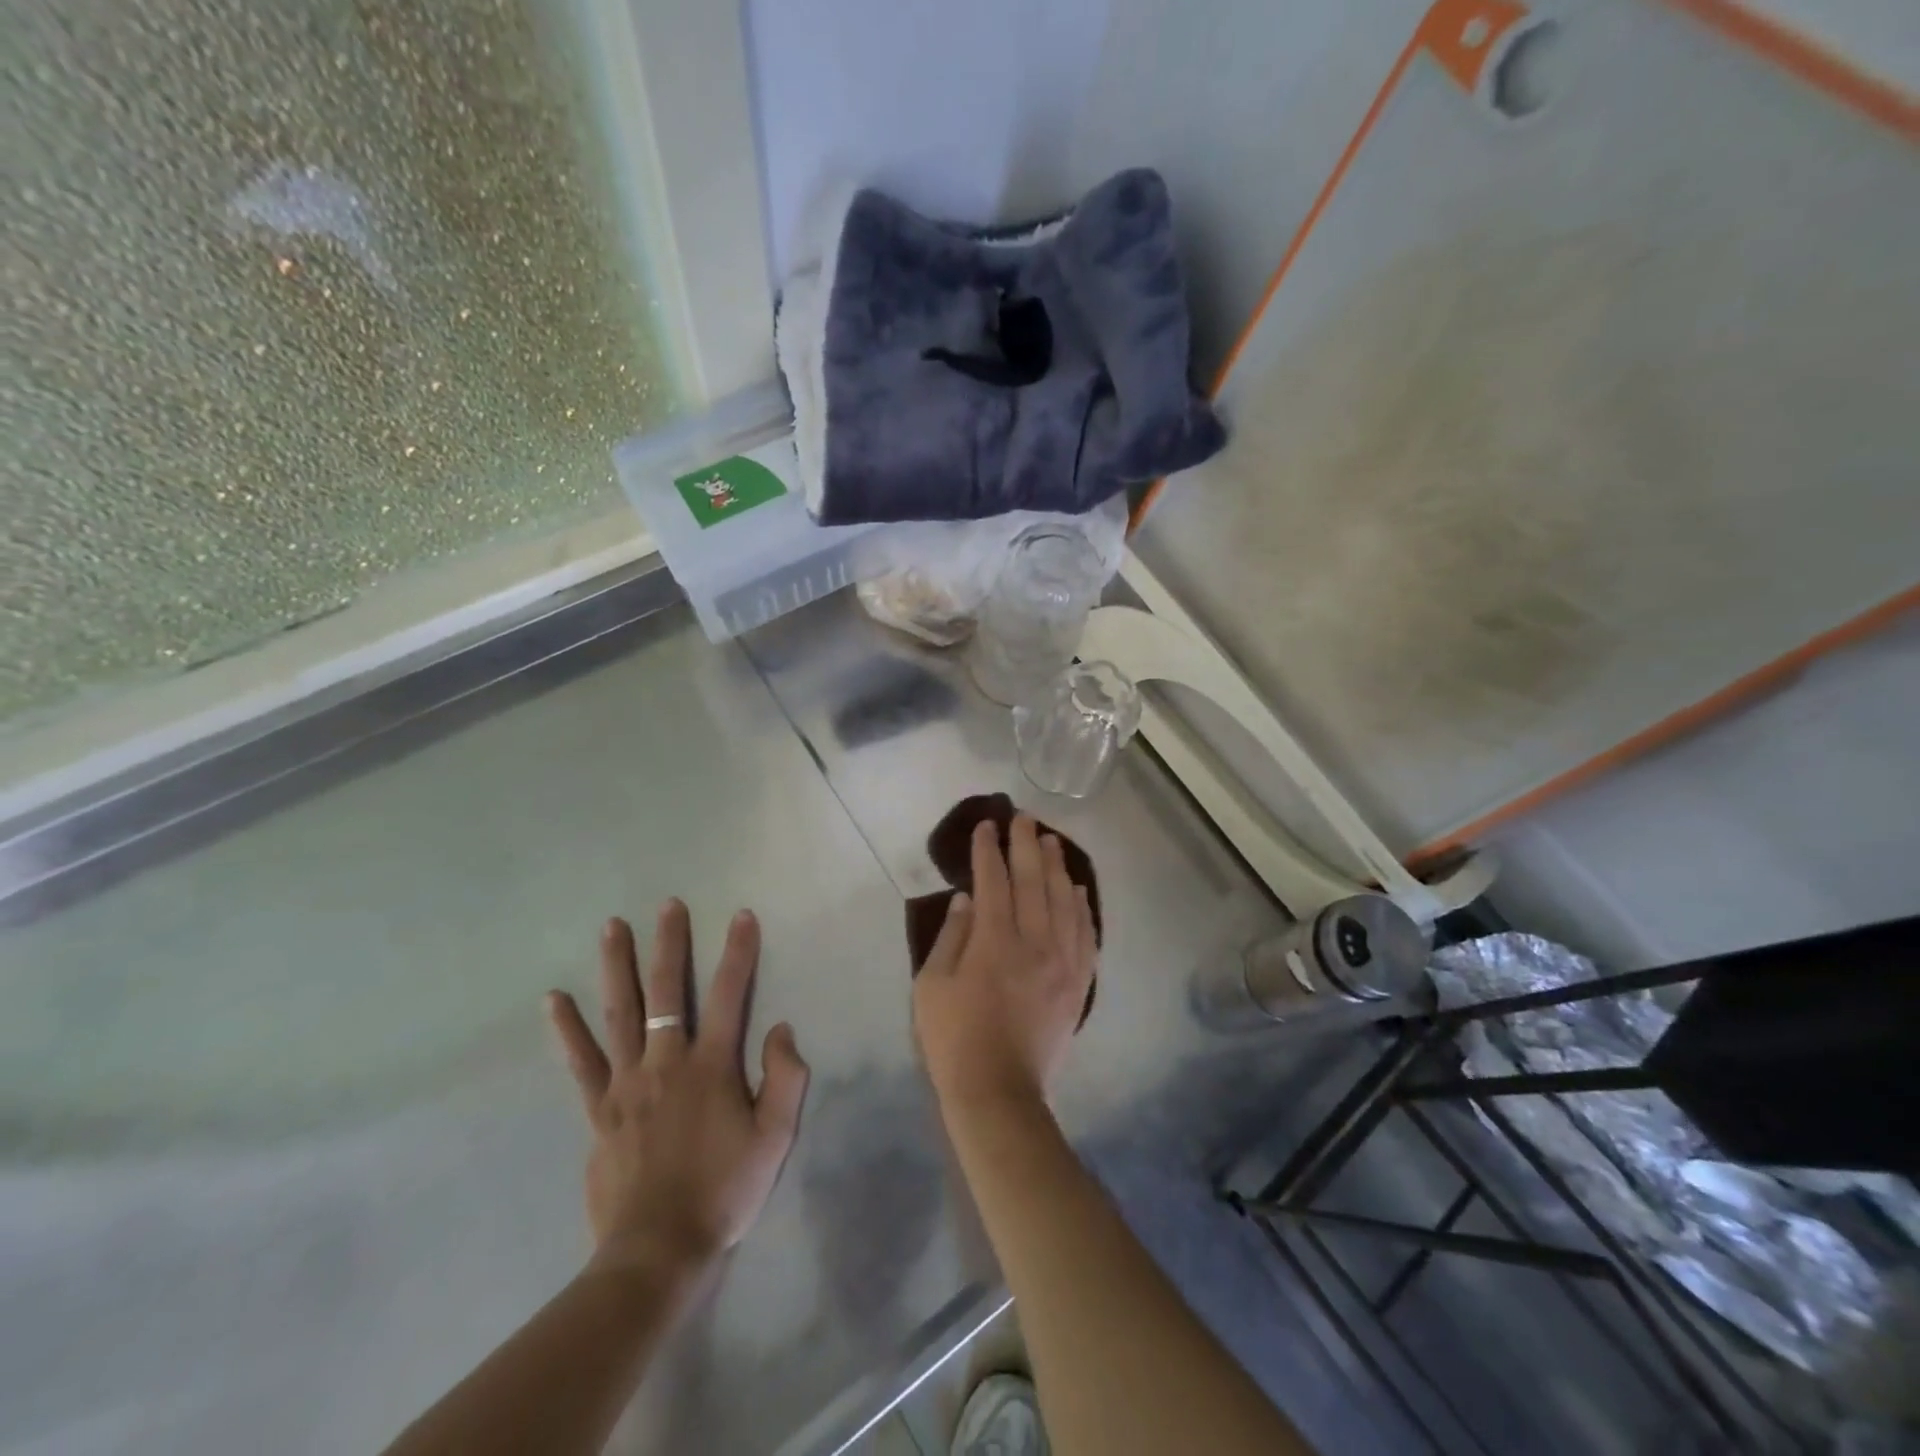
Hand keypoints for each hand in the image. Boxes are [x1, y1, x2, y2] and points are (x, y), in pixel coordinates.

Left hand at [546, 901, 809, 1281]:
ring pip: (620, 1014)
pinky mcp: (599, 1110)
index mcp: (711, 1066)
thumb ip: (785, 1078)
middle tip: (668, 905)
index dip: (738, 953)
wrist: (657, 1252)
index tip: (742, 915)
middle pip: (666, 992)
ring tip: (612, 927)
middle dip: (670, 944)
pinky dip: (567, 1029)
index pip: (729, 995)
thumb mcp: (774, 1138)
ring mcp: (627, 1084)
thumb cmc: (724, 1191)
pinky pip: (581, 1062)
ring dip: (617, 967)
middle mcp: (666, 1062)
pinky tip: (554, 999)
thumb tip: (780, 1028)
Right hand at [912, 815, 1097, 1114]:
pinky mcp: (1077, 983)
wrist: (999, 1093)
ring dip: (1056, 867)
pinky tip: (1076, 889)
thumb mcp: (932, 985)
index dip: (988, 850)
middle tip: (1022, 818)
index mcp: (994, 942)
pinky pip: (1085, 934)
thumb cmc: (954, 1039)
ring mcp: (1062, 963)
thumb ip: (952, 936)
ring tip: (1051, 841)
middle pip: (1033, 881)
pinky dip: (1081, 907)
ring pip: (1063, 902)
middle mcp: (1034, 943)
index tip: (986, 826)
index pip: (993, 881)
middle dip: (1025, 845)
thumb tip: (967, 899)